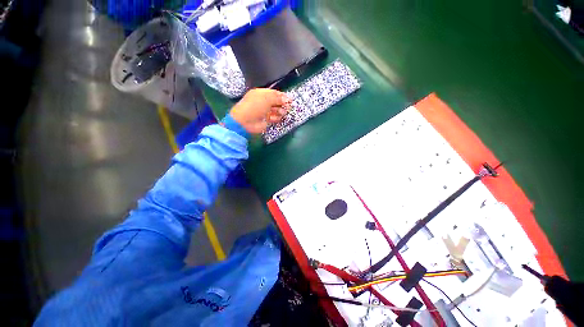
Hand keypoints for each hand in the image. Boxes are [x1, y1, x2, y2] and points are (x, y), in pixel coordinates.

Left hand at [229, 88, 291, 133]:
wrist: (245, 122)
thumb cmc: (255, 107)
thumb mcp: (266, 98)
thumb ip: (277, 97)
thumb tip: (287, 98)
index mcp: (261, 93)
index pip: (274, 93)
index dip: (282, 96)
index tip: (289, 99)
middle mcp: (263, 102)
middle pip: (276, 102)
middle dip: (282, 104)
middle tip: (288, 107)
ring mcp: (264, 111)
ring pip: (276, 110)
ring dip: (280, 111)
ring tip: (282, 113)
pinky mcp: (266, 120)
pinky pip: (274, 118)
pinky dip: (276, 118)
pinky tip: (276, 118)